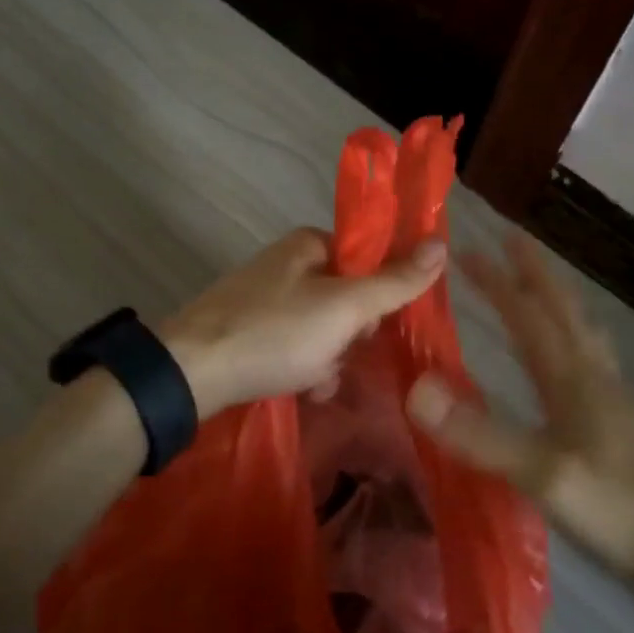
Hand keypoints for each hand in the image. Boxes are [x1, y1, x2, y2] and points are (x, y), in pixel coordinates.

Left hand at [162, 228, 447, 417]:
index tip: (370, 326)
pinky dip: (305, 366)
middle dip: (350, 334)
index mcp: (308, 244)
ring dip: (330, 357)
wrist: (192, 372)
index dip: (378, 294)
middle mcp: (287, 263)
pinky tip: (303, 388)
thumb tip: (441, 243)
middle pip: (347, 296)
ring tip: (317, 380)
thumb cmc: (275, 332)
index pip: (366, 259)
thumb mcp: (344, 307)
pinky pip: (296, 345)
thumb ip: (394, 281)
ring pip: (324, 326)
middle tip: (340, 353)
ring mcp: (265, 297)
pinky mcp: (250, 329)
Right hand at [405, 234, 633, 575]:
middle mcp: (594, 373)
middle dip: (534, 271)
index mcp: (571, 376)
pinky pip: (592, 356)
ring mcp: (615, 395)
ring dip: (558, 298)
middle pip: (562, 308)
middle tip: (513, 240)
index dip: (497, 281)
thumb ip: (479, 434)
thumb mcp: (540, 473)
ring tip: (542, 285)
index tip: (468, 251)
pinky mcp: (625, 418)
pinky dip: (574, 334)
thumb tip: (416, 390)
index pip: (527, 314)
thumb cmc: (613, 505)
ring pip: (582, 329)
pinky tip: (572, 355)